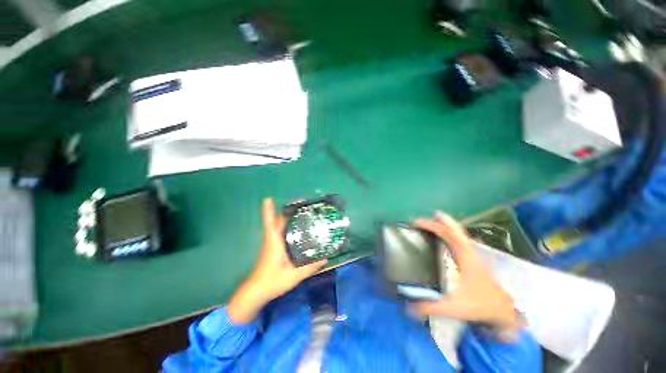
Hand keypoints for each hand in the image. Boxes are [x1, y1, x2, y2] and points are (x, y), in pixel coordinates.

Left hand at [228, 198, 326, 323]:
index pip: (270, 224)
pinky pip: (277, 232)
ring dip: (284, 217)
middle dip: (284, 211)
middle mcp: (271, 241)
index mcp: (274, 243)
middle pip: (275, 222)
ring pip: (276, 226)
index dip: (268, 211)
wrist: (256, 292)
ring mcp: (270, 244)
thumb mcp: (293, 276)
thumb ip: (310, 268)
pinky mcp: (271, 248)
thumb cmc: (272, 282)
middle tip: (299, 204)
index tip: (268, 199)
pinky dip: (284, 225)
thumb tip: (325, 259)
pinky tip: (294, 227)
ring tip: (299, 212)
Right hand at [412, 212, 521, 335]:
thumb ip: (431, 307)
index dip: (432, 226)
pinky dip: (449, 234)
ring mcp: (472, 254)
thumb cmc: (480, 305)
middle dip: (438, 221)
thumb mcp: (454, 307)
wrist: (502, 310)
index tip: (417, 223)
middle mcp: (469, 251)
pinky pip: (459, 241)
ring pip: (458, 234)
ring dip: (444, 226)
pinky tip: (442, 239)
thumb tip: (408, 306)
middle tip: (421, 220)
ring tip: (429, 224)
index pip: (449, 234)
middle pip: (455, 230)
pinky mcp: (472, 260)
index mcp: (465, 257)